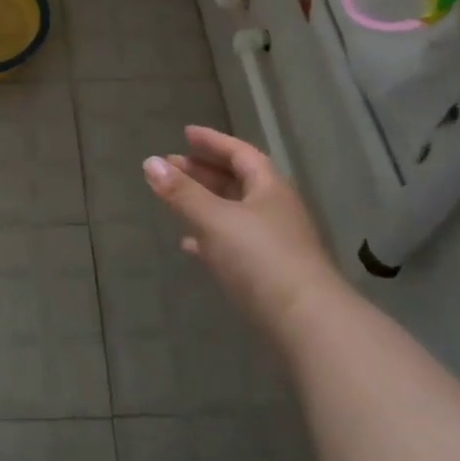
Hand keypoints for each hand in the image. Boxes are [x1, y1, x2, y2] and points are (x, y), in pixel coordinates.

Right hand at [142, 126, 342, 341]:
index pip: (240, 153)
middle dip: (203, 172)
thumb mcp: (215, 220)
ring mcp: (275, 244)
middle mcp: (276, 210)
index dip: (212, 141)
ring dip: (205, 204)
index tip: (185, 133)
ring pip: (234, 213)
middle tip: (172, 166)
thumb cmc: (261, 260)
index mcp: (269, 188)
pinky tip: (190, 246)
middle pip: (237, 181)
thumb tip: (151, 162)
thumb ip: (182, 192)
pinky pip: (234, 244)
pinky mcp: (270, 275)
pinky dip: (211, 238)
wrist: (309, 327)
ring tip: (174, 200)